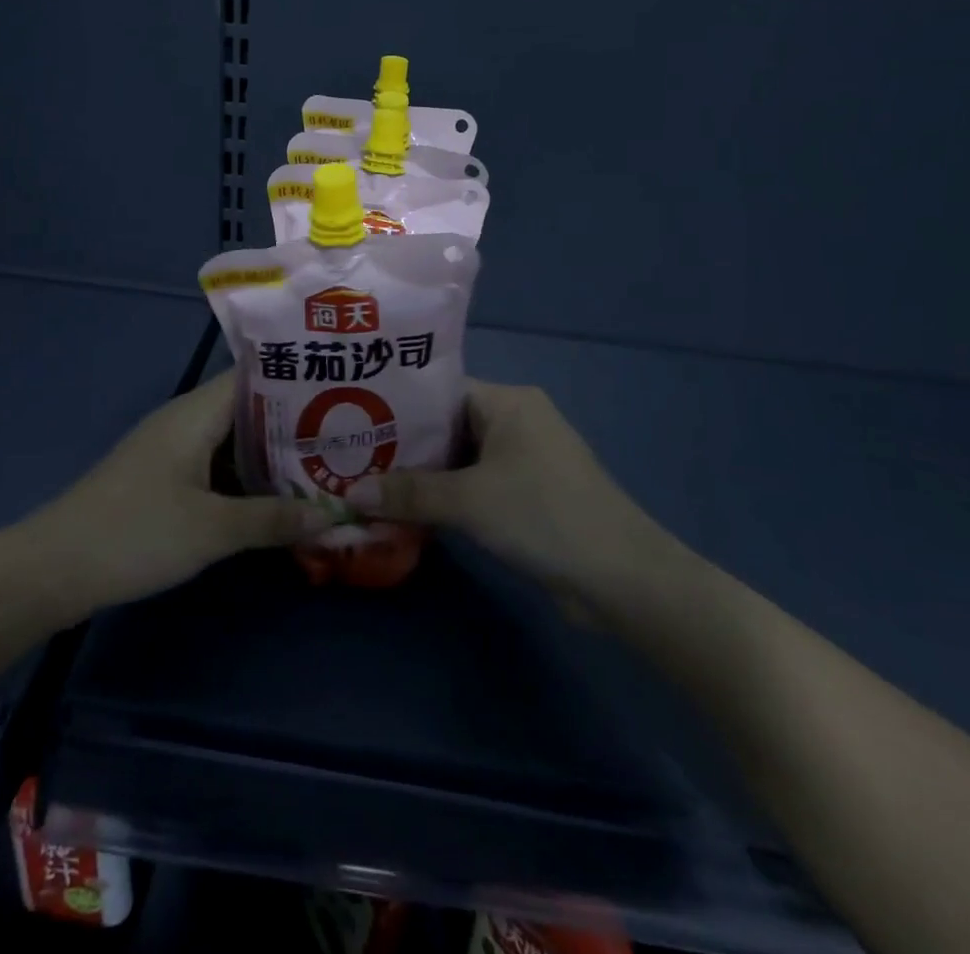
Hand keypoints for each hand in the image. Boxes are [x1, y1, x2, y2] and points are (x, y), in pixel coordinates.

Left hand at [20, 371, 330, 621]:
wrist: (52, 569)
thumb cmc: (135, 534)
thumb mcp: (212, 530)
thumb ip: (273, 519)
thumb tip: (334, 515)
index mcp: (195, 413)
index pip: (255, 376)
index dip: (297, 378)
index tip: (342, 387)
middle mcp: (185, 420)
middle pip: (249, 408)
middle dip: (295, 422)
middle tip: (347, 433)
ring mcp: (172, 450)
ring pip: (234, 440)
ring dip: (272, 453)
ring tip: (325, 462)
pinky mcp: (164, 478)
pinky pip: (217, 465)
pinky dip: (247, 476)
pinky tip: (278, 496)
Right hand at [357, 381, 679, 610]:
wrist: (620, 576)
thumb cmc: (542, 515)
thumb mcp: (468, 501)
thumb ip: (409, 493)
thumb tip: (349, 494)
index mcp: (508, 401)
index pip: (440, 391)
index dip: (398, 407)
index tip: (356, 423)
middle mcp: (518, 420)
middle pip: (448, 426)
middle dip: (406, 447)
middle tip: (355, 460)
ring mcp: (526, 458)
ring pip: (462, 458)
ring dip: (426, 476)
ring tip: (372, 486)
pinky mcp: (530, 493)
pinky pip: (478, 484)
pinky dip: (449, 495)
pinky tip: (412, 512)